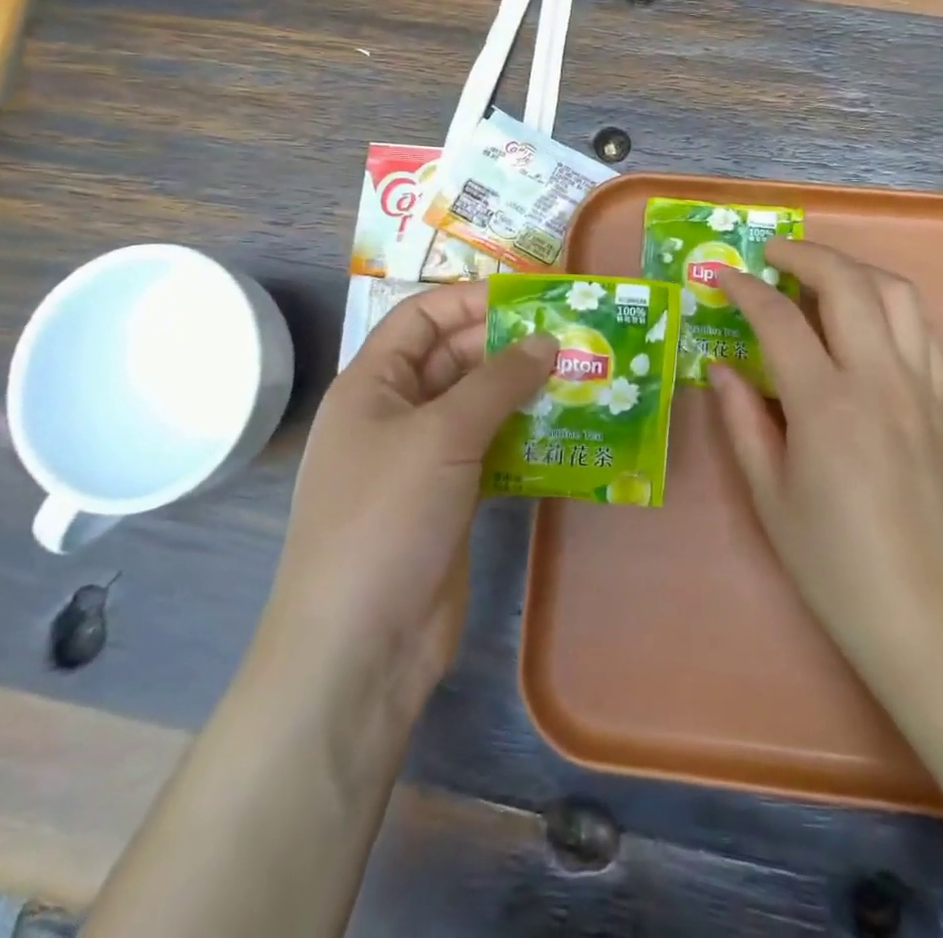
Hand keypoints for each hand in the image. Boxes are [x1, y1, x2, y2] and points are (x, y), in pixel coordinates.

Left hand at [255, 282, 555, 723]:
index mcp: (372, 384)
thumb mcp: (442, 435)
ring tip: (582, 378)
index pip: (421, 318)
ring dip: (524, 393)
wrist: (360, 645)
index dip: (472, 300)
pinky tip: (568, 432)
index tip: (533, 297)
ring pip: (479, 407)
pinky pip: (492, 451)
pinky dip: (525, 438)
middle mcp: (395, 414)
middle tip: (574, 338)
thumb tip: (546, 340)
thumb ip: (497, 382)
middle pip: (455, 360)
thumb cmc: (387, 518)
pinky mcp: (450, 499)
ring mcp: (423, 460)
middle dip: (510, 346)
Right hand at [709, 241, 942, 690]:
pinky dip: (890, 306)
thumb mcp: (768, 494)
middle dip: (804, 254)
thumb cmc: (832, 562)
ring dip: (854, 269)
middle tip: (770, 256)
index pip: (779, 319)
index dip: (744, 289)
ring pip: (897, 294)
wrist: (924, 615)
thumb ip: (742, 420)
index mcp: (827, 404)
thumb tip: (720, 368)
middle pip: (847, 282)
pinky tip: (866, 322)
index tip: (721, 277)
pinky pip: (923, 331)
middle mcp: (879, 381)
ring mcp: (921, 389)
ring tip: (819, 276)